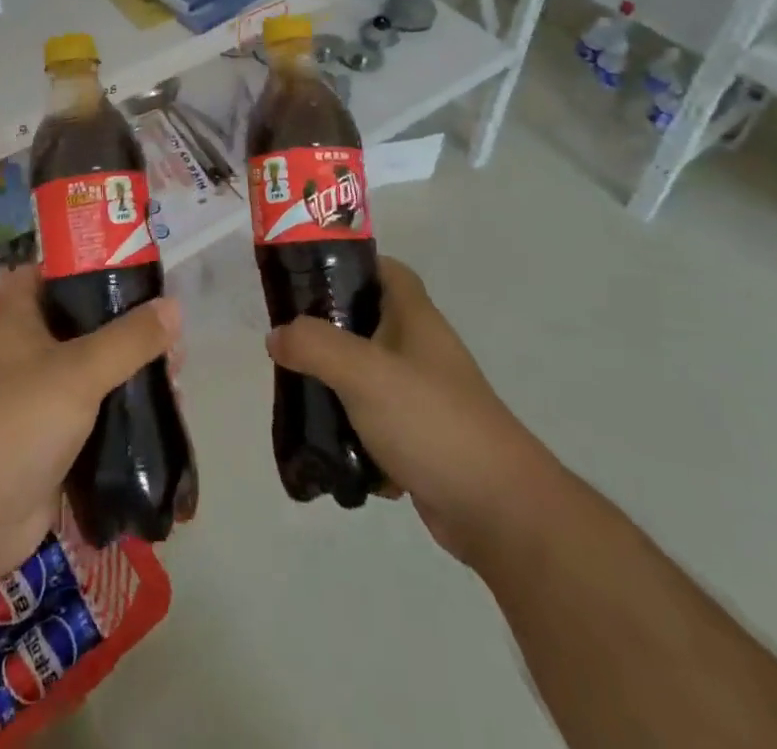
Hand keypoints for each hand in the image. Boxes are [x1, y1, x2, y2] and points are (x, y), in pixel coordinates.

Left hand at [0, 265, 179, 577]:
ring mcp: (32, 401)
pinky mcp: (47, 443)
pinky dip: (119, 414)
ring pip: (87, 372)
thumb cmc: (19, 422)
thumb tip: (174, 306)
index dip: (74, 265)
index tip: (120, 269)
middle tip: (164, 331)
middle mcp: (21, 355)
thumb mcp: (79, 370)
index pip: (39, 274)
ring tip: (173, 375)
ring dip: (125, 372)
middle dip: (120, 325)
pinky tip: (155, 416)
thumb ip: (129, 338)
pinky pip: (90, 416)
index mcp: (14, 322)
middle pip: (74, 324)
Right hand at [264, 256, 553, 564]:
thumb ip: (315, 345)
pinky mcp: (421, 439)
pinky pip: (376, 422)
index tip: (306, 275)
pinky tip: (331, 445)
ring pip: (367, 375)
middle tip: (288, 340)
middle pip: (367, 321)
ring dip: (336, 384)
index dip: (349, 263)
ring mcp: (423, 396)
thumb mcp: (364, 373)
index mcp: (415, 318)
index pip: (384, 269)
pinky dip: (355, 431)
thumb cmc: (432, 421)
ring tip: (298, 392)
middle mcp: (421, 350)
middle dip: (327, 330)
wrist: (500, 511)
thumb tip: (276, 335)